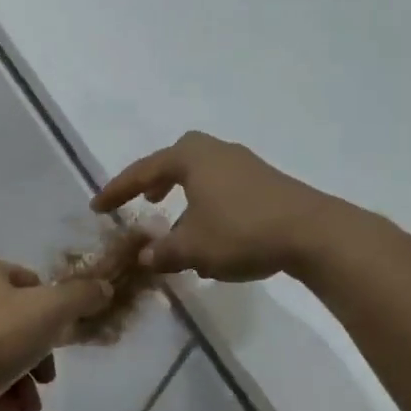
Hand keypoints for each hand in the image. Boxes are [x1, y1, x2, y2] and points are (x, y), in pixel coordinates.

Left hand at [0, 258, 111, 410]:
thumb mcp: (49, 310)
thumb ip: (81, 296)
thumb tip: (104, 288)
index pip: (29, 280)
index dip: (52, 306)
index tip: (64, 333)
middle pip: (20, 321)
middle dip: (41, 353)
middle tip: (48, 375)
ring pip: (5, 353)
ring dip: (26, 379)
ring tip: (31, 402)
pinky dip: (3, 392)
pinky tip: (13, 410)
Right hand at [91, 131, 333, 281]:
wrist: (313, 233)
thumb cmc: (242, 232)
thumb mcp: (194, 249)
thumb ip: (164, 253)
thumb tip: (146, 257)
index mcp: (192, 158)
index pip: (144, 171)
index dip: (117, 190)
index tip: (97, 206)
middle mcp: (217, 153)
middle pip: (178, 159)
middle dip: (157, 180)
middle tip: (146, 201)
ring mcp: (246, 165)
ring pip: (204, 175)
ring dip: (185, 196)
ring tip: (177, 225)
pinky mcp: (267, 183)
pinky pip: (224, 187)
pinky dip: (208, 204)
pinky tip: (212, 235)